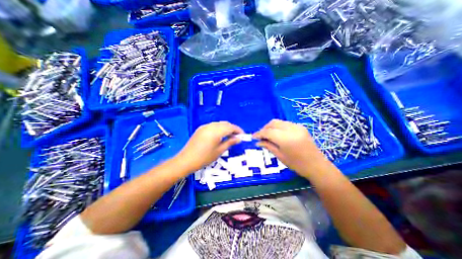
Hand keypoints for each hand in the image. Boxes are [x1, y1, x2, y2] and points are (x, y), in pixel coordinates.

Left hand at [176, 122, 242, 172]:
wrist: (186, 160)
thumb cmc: (204, 158)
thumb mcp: (219, 151)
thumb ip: (230, 142)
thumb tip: (239, 138)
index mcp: (216, 131)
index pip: (231, 127)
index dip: (238, 130)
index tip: (243, 135)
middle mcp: (211, 126)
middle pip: (225, 124)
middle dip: (232, 129)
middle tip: (237, 136)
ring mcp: (205, 126)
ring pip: (219, 124)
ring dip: (226, 128)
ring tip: (229, 136)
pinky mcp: (201, 128)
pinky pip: (213, 125)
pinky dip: (219, 128)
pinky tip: (220, 135)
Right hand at [252, 119, 327, 177]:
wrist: (317, 165)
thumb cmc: (297, 164)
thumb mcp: (280, 156)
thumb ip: (268, 146)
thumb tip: (258, 142)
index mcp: (285, 139)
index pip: (268, 132)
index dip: (259, 134)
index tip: (253, 137)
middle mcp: (291, 129)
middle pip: (273, 123)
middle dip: (264, 128)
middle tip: (260, 136)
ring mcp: (297, 127)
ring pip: (279, 122)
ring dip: (271, 127)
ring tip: (268, 135)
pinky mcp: (300, 127)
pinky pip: (285, 123)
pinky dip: (278, 127)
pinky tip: (277, 134)